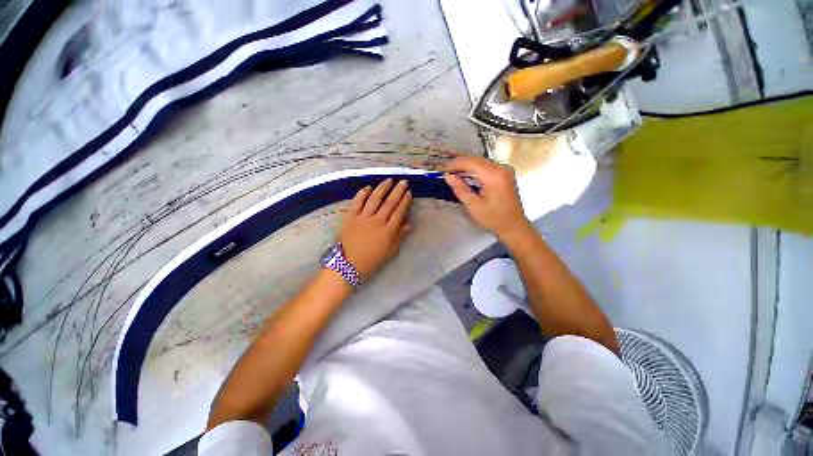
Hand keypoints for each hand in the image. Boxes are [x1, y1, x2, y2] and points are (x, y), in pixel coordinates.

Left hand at [339, 178, 412, 279]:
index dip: (405, 201)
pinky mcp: (350, 217)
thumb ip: (400, 236)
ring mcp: (363, 217)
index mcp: (388, 230)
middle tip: (403, 181)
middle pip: (389, 203)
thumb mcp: (391, 251)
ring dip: (382, 188)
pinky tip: (367, 187)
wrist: (348, 265)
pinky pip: (357, 202)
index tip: (409, 192)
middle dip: (398, 191)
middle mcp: (377, 220)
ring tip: (389, 180)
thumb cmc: (372, 260)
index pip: (399, 211)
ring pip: (374, 199)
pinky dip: (362, 194)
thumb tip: (409, 223)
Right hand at [442, 156, 529, 238]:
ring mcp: (504, 170)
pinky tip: (465, 175)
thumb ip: (460, 189)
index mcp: (494, 176)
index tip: (441, 169)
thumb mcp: (473, 206)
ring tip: (452, 172)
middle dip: (459, 164)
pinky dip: (474, 169)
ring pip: (480, 162)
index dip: (454, 164)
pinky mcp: (504, 174)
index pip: (470, 163)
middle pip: (476, 160)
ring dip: (466, 166)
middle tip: (444, 170)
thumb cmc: (493, 218)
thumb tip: (448, 176)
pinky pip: (486, 166)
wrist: (513, 226)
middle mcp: (501, 168)